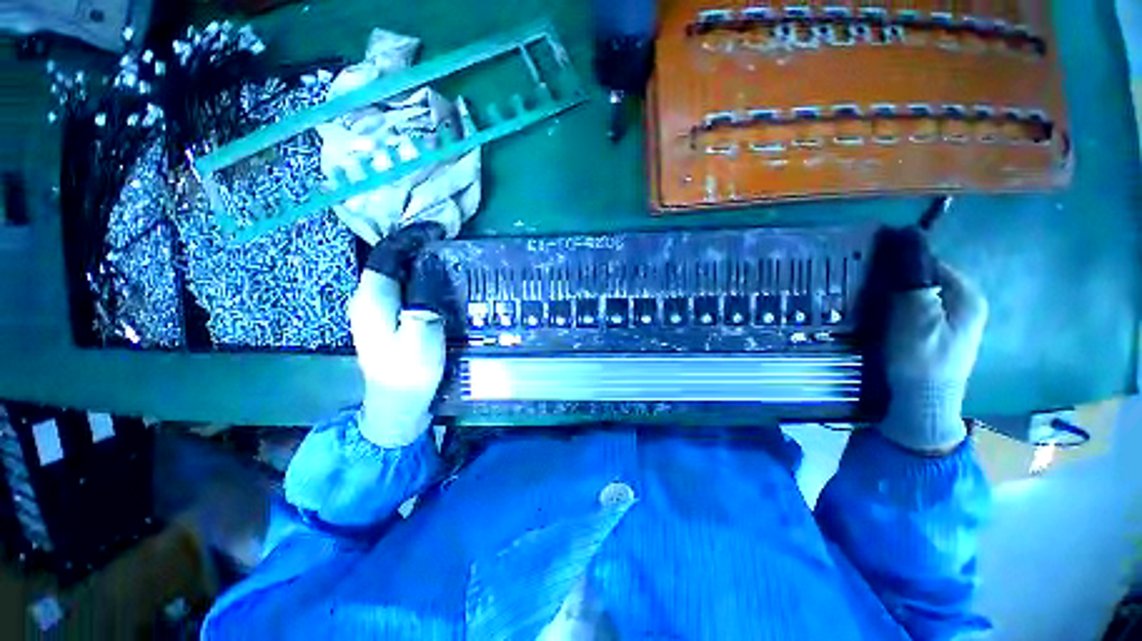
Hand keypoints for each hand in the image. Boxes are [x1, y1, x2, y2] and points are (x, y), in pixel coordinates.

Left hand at [349, 223, 447, 447]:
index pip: (385, 255)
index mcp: (371, 300)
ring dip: (417, 261)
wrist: (397, 406)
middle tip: (447, 242)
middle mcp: (366, 300)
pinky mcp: (385, 321)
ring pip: (394, 274)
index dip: (409, 238)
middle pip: (388, 262)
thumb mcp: (421, 338)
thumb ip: (423, 304)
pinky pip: (401, 288)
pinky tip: (437, 282)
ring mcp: (374, 312)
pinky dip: (418, 278)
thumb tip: (430, 277)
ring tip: (446, 257)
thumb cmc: (409, 374)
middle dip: (415, 246)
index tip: (437, 231)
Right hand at [877, 264, 988, 453]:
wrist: (922, 404)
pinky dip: (896, 313)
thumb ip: (914, 282)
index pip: (931, 263)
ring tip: (870, 308)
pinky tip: (881, 323)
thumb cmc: (920, 360)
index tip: (872, 273)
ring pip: (917, 297)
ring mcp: (951, 323)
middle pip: (924, 280)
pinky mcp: (936, 336)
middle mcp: (964, 305)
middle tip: (867, 293)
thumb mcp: (916, 318)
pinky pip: (914, 313)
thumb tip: (906, 242)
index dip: (901, 265)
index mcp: (967, 296)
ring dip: (894, 299)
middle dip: (897, 283)